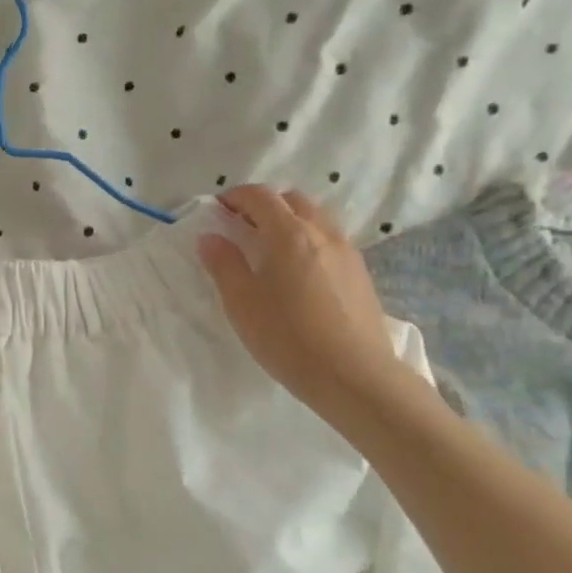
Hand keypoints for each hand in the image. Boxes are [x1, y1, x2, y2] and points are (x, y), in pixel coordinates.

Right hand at [197, 186, 411, 415]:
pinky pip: (331, 240)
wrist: (354, 376)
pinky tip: (299, 272)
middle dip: (265, 204)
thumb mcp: (242, 302)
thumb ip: (223, 264)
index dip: (235, 197)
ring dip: (291, 220)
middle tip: (243, 227)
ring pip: (316, 217)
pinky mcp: (361, 274)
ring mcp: (347, 252)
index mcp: (289, 234)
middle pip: (292, 200)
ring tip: (271, 248)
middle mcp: (322, 233)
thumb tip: (210, 237)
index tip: (218, 209)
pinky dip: (310, 240)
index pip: (260, 196)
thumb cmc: (288, 337)